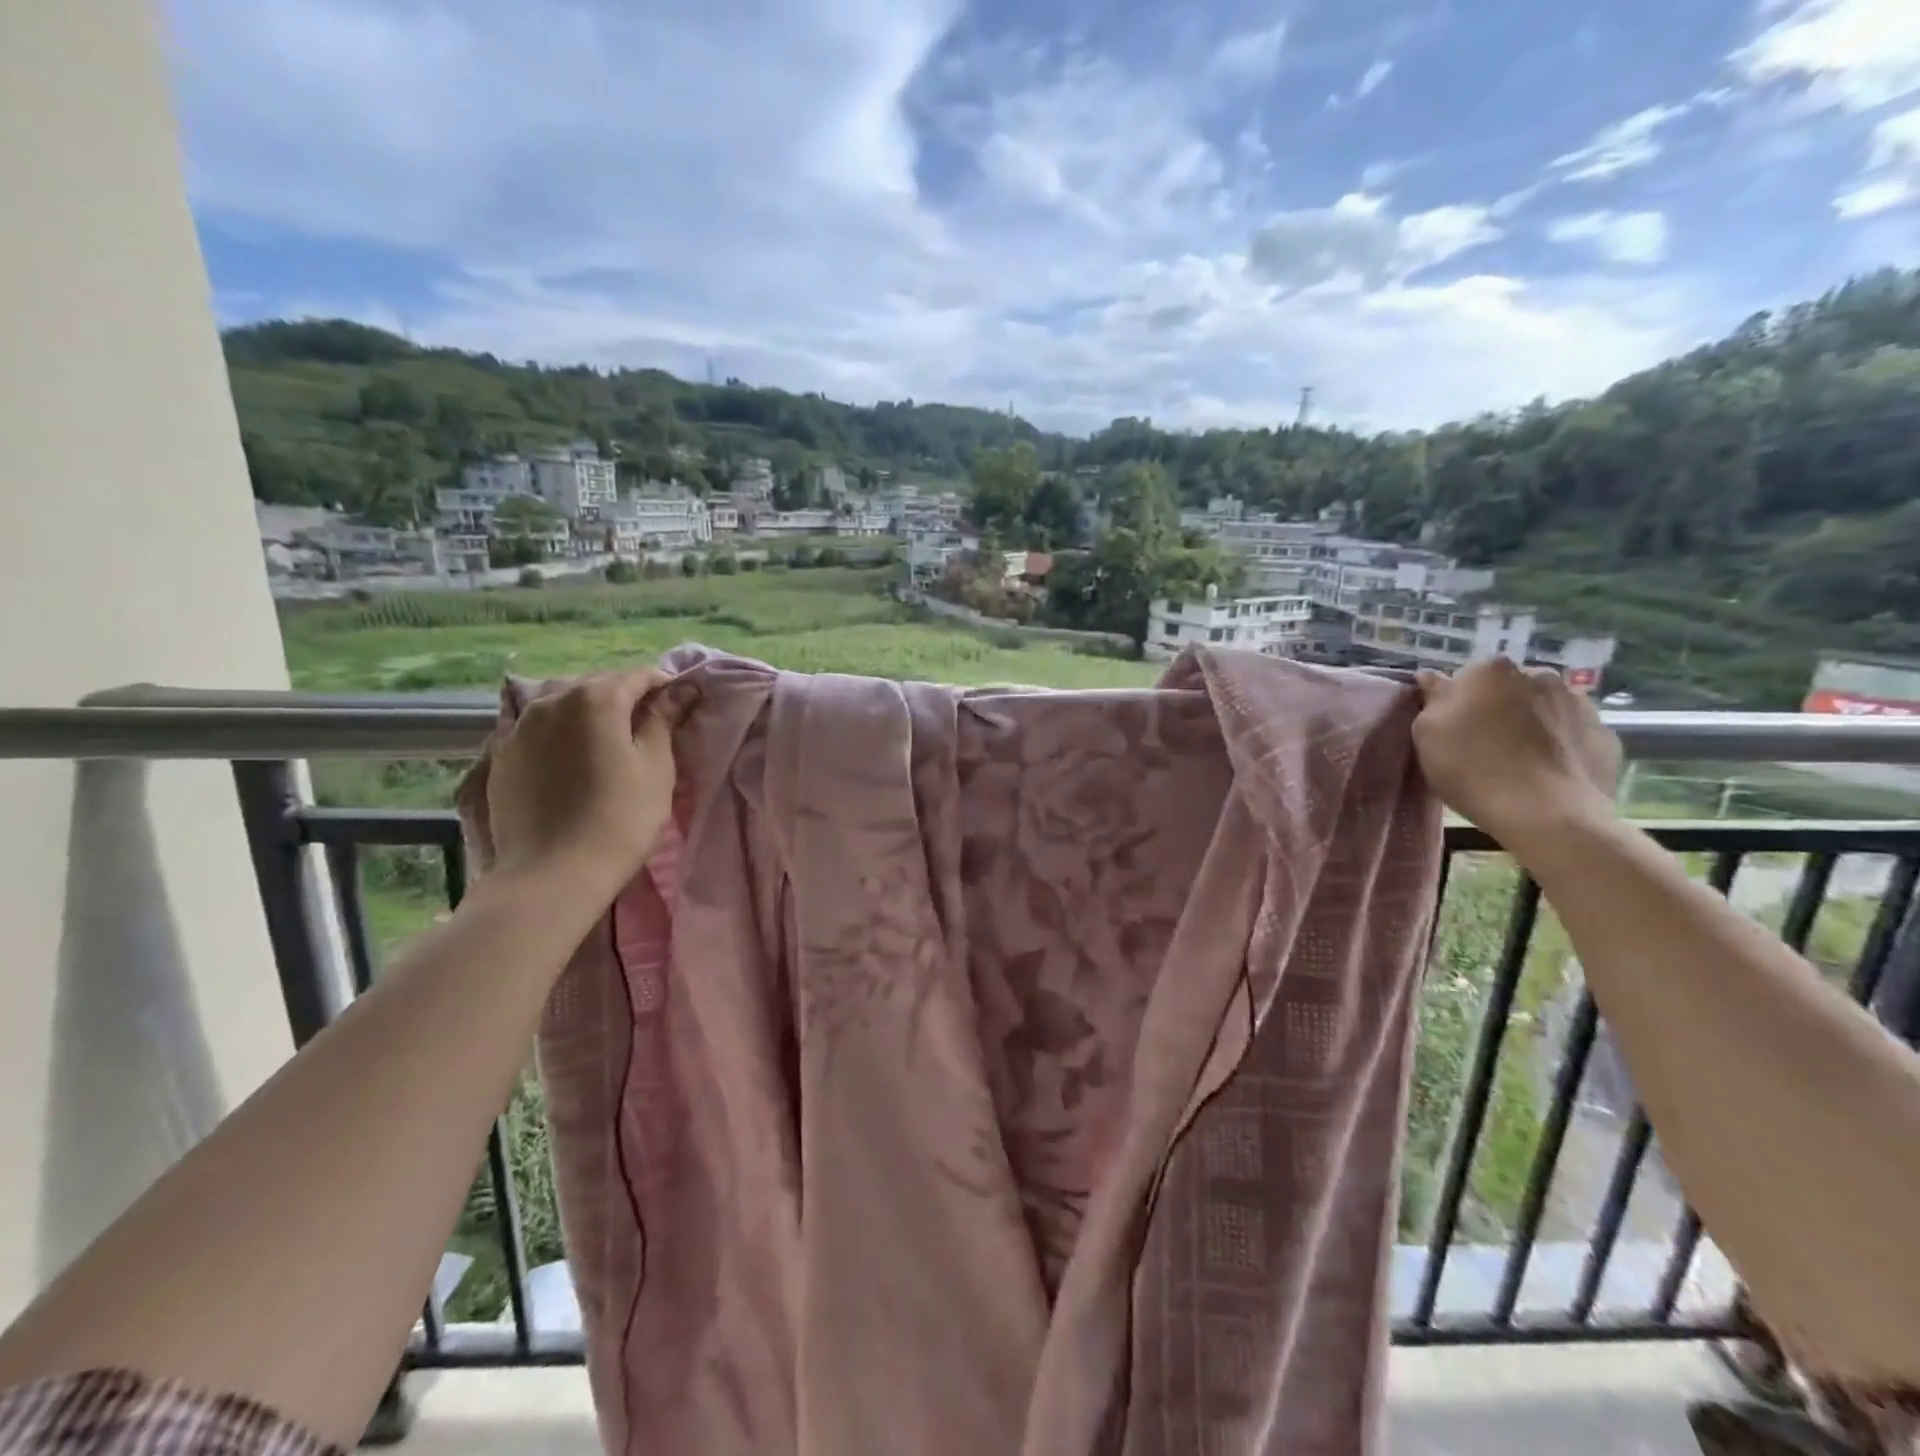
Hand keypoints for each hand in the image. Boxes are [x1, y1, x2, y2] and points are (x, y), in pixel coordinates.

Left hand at [485, 668, 694, 914]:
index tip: (680, 708)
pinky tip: (568, 760)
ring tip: (605, 743)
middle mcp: (552, 700)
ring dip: (587, 714)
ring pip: (562, 704)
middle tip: (647, 730)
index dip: (664, 688)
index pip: (638, 676)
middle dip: (624, 699)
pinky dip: (557, 734)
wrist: (552, 875)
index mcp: (596, 698)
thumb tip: (681, 689)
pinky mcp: (500, 756)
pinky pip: (536, 729)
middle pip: (597, 686)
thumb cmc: (620, 819)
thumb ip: (664, 721)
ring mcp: (519, 727)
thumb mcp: (656, 768)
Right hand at [1413, 658, 1621, 847]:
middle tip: (1483, 745)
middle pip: (1508, 688)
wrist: (1547, 815)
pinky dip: (1560, 744)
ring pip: (1544, 707)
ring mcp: (1579, 703)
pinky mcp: (1605, 734)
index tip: (1452, 730)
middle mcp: (1539, 675)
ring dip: (1531, 722)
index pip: (1465, 677)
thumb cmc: (1473, 769)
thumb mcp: (1428, 733)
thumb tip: (1433, 678)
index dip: (1456, 703)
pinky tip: (1547, 770)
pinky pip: (1572, 732)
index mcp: (1491, 671)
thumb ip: (1433, 699)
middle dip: (1497, 708)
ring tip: (1519, 760)